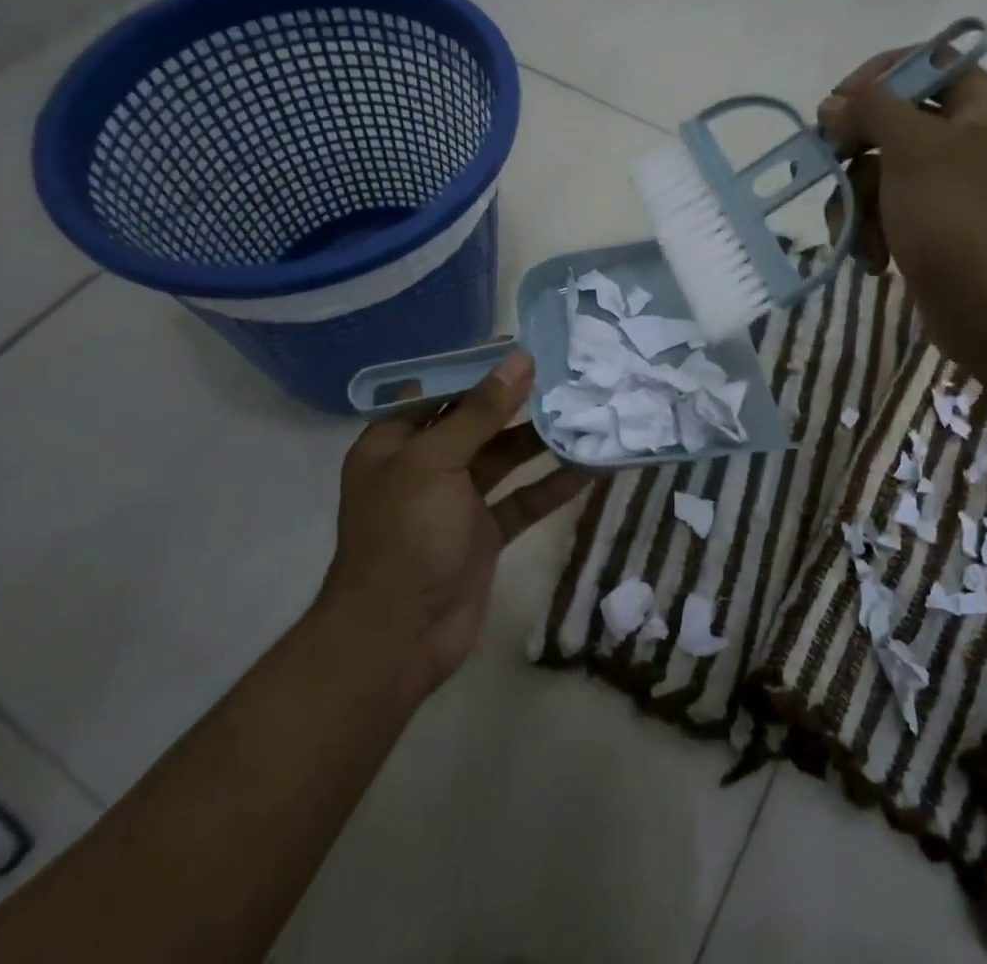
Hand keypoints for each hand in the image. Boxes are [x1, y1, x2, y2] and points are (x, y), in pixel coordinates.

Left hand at [316, 351, 591, 699]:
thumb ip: (480, 411)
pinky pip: (523, 499)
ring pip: (505, 459)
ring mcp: (457, 501)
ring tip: (586, 412)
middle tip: (569, 374)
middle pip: (478, 422)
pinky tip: (590, 467)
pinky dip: (553, 485)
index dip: (481, 368)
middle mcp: (426, 466)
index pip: (442, 390)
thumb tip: (520, 360)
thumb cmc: (405, 535)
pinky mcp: (484, 533)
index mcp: (396, 442)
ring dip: (542, 440)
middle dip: (520, 401)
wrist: (396, 639)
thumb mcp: (436, 462)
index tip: (527, 347)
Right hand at [817, 51, 986, 343]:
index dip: (878, 76)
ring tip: (855, 235)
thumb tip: (833, 105)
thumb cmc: (958, 217)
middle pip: (894, 121)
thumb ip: (870, 110)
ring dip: (857, 203)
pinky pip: (889, 209)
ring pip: (882, 171)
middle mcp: (973, 140)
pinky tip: (874, 259)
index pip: (927, 63)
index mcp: (986, 108)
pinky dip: (873, 231)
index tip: (838, 104)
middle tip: (828, 166)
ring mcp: (953, 187)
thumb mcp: (913, 148)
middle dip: (855, 152)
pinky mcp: (936, 226)